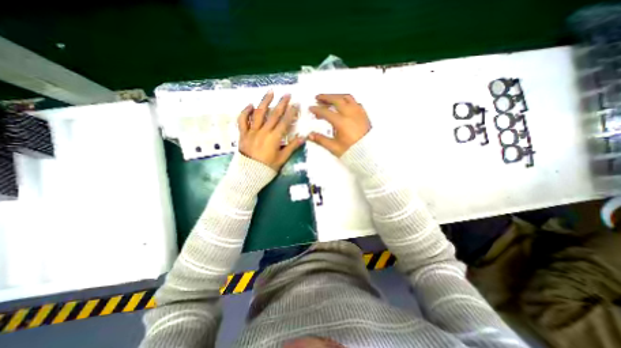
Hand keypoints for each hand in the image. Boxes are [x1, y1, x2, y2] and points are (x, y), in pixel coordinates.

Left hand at [237, 89, 304, 168]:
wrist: (249, 174)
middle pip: (274, 114)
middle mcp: (263, 131)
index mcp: (274, 138)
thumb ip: (292, 147)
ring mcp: (252, 131)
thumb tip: (303, 137)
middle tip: (287, 94)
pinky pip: (242, 120)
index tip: (296, 104)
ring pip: (258, 113)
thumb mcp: (282, 158)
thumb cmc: (267, 167)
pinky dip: (246, 112)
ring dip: (265, 101)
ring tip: (270, 92)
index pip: (285, 122)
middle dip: (281, 103)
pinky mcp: (243, 134)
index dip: (291, 112)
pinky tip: (251, 105)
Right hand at [308, 94, 370, 155]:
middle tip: (318, 98)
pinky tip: (344, 104)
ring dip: (336, 96)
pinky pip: (355, 102)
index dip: (317, 109)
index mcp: (342, 122)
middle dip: (326, 97)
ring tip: (330, 98)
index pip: (326, 112)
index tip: (311, 109)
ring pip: (347, 98)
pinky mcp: (364, 114)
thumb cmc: (353, 151)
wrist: (370, 154)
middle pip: (336, 100)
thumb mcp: (334, 147)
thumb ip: (321, 140)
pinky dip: (347, 100)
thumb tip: (310, 135)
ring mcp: (358, 113)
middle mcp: (350, 114)